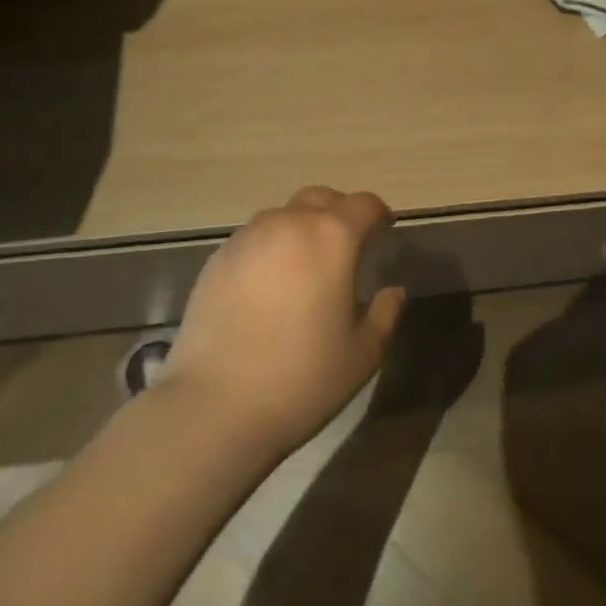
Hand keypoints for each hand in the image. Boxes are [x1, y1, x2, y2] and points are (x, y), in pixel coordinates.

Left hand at [154, 186, 406, 456]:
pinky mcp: (218, 259)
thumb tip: (393, 291)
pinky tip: (268, 285)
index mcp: (332, 237)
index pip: (364, 204)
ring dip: (301, 228)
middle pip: (321, 198)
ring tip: (304, 264)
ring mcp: (248, 237)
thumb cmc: (301, 379)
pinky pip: (254, 239)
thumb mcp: (362, 355)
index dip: (378, 214)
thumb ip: (385, 314)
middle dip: (339, 212)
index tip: (384, 229)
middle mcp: (290, 223)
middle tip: (347, 243)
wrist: (212, 407)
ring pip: (284, 215)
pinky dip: (270, 248)